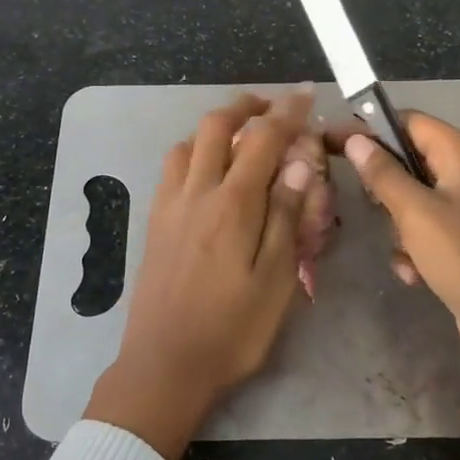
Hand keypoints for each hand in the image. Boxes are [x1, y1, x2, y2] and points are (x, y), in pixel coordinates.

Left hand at [85, 92, 316, 459]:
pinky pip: (171, 169)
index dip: (287, 112)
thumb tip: (299, 162)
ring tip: (240, 137)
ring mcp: (169, 205)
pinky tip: (207, 173)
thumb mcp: (276, 280)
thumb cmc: (231, 330)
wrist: (164, 364)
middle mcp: (196, 193)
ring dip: (215, 127)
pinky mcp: (154, 222)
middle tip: (272, 107)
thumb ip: (286, 216)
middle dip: (246, 105)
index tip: (305, 94)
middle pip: (215, 125)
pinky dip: (192, 151)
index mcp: (232, 205)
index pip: (263, 139)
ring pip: (187, 143)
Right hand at [333, 113, 459, 399]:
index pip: (407, 121)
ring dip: (397, 226)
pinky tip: (414, 274)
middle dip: (384, 187)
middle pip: (408, 161)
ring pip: (410, 200)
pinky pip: (423, 231)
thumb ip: (383, 173)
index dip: (369, 129)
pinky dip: (412, 249)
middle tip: (369, 206)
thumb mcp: (416, 213)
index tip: (330, 143)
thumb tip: (356, 140)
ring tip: (404, 250)